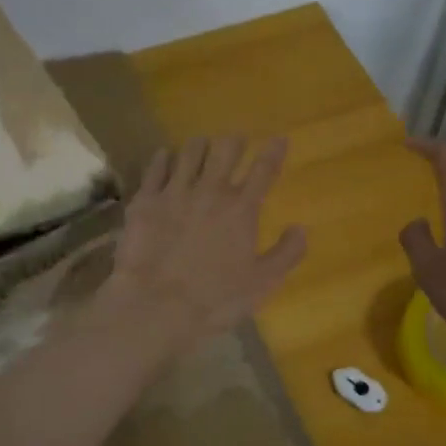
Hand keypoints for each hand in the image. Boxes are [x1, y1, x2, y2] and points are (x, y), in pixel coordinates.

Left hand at [96, 135, 306, 348]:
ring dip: (199, 145)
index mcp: (241, 209)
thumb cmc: (216, 299)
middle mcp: (210, 192)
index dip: (273, 152)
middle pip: (225, 151)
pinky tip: (164, 155)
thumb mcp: (263, 283)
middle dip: (234, 142)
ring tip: (202, 144)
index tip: (279, 139)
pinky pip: (155, 169)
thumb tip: (300, 228)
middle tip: (236, 141)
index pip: (263, 170)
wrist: (157, 305)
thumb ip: (287, 253)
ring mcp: (174, 193)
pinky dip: (162, 158)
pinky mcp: (144, 202)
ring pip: (189, 153)